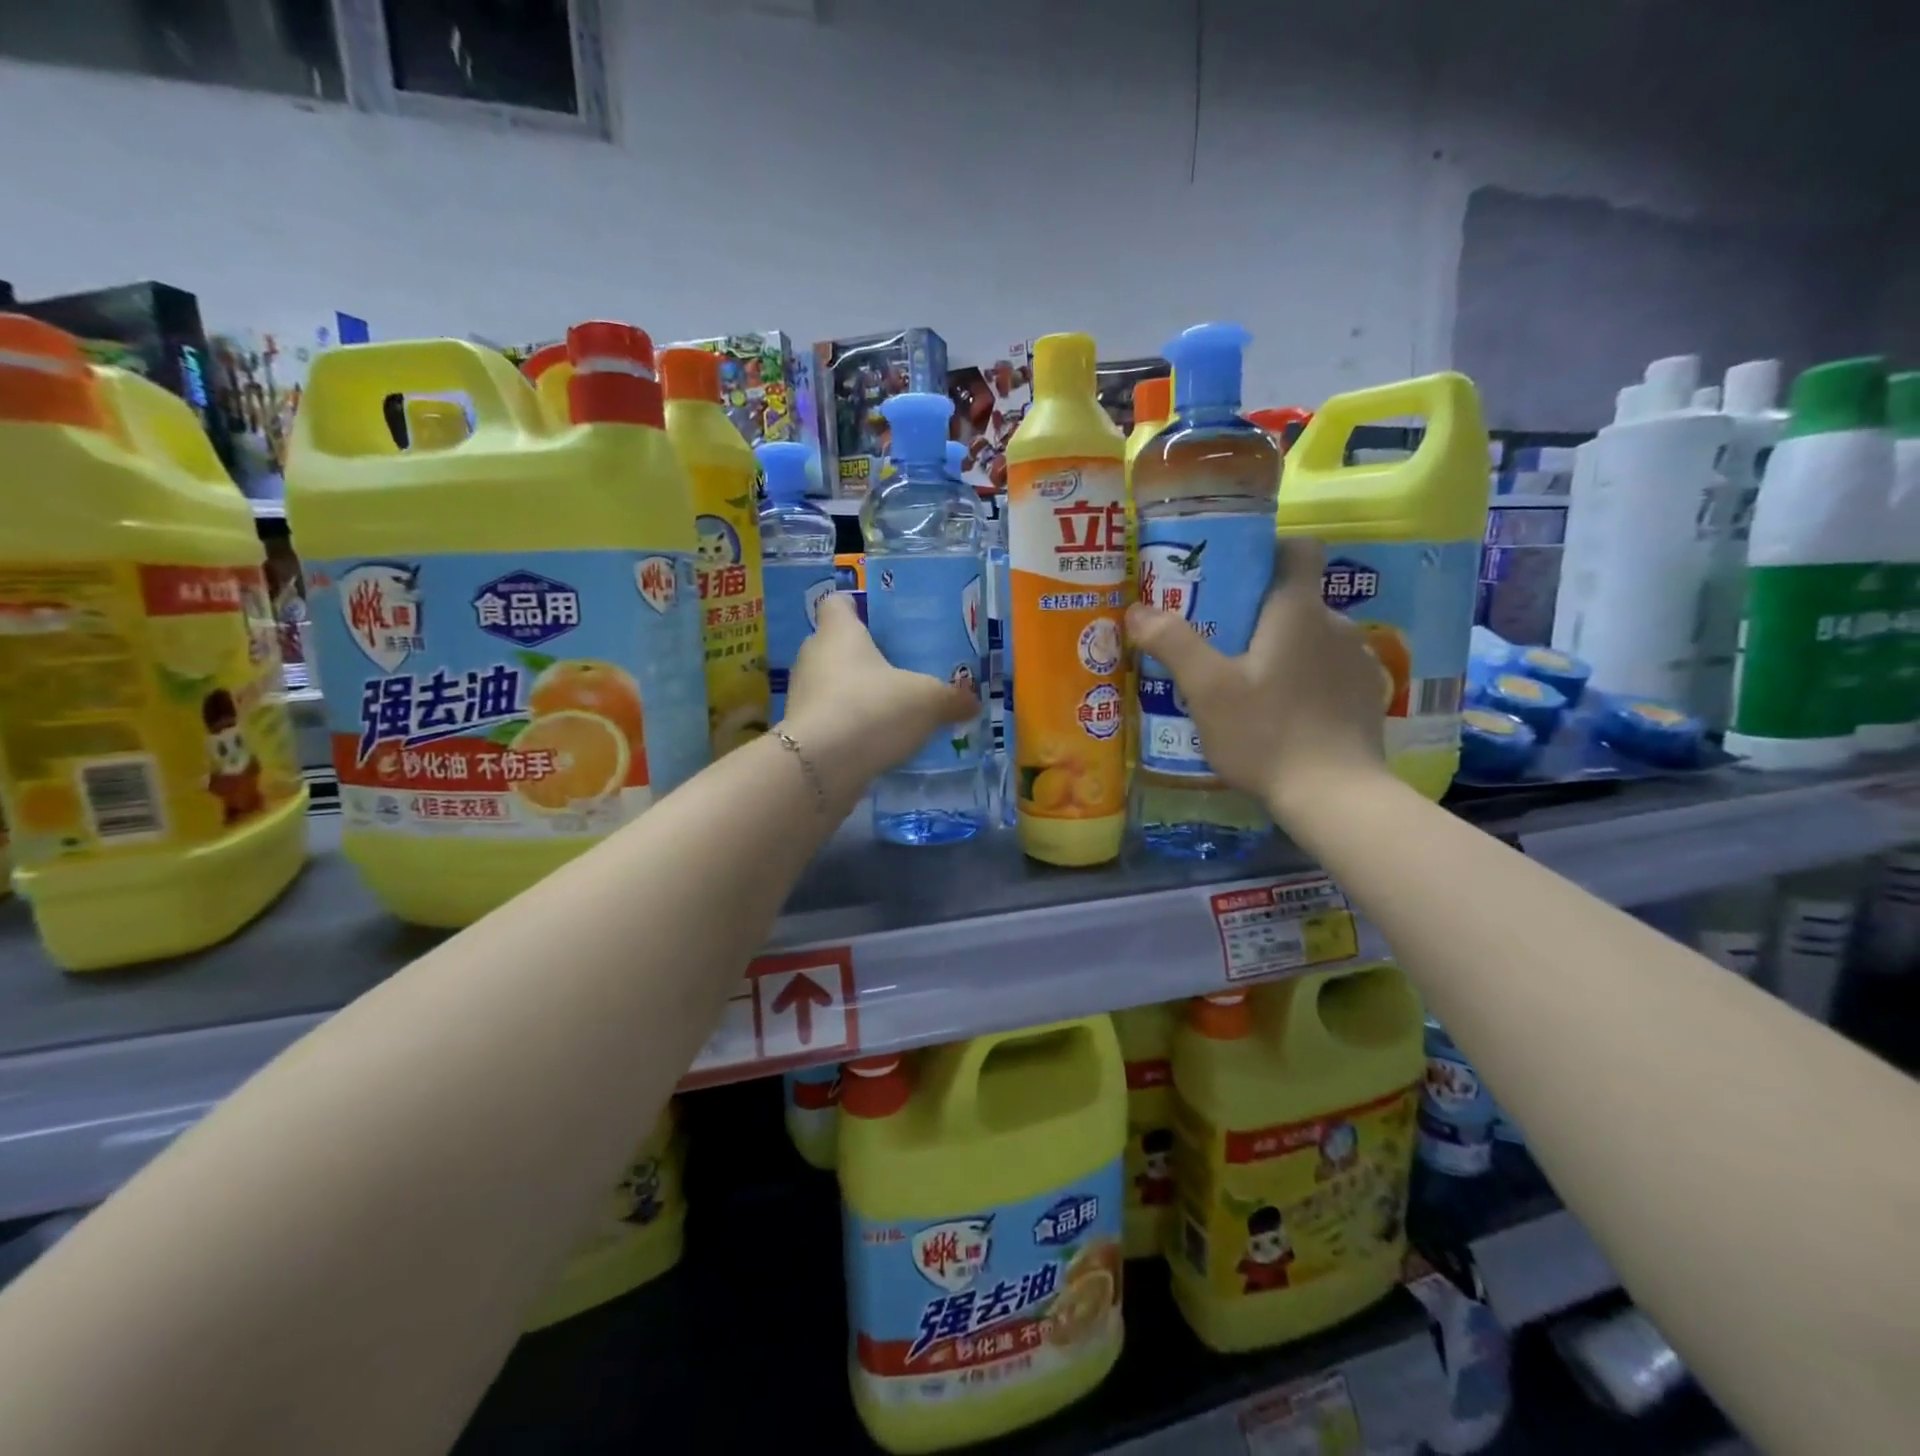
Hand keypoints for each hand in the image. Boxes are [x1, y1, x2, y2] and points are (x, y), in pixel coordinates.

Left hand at [781, 592, 979, 802]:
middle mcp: (813, 657)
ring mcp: (802, 697)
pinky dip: (848, 727)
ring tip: (889, 708)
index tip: (875, 618)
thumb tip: (972, 702)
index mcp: (839, 633)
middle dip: (861, 657)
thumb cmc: (872, 709)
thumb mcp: (927, 701)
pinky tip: (875, 741)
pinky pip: (829, 720)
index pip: (837, 604)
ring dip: (854, 695)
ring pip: (830, 686)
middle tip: (895, 668)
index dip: (855, 607)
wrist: (820, 767)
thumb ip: (951, 699)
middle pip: (834, 646)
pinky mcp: (801, 733)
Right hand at [1124, 536, 1388, 818]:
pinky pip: (1328, 670)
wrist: (1336, 797)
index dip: (1268, 551)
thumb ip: (1172, 643)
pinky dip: (1303, 678)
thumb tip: (1138, 609)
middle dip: (1257, 611)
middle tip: (1216, 640)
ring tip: (1245, 683)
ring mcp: (1357, 662)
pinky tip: (1280, 712)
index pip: (1299, 549)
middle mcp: (1336, 625)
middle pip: (1295, 598)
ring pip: (1311, 637)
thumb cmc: (1266, 734)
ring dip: (1281, 648)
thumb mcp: (1207, 690)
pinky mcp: (1365, 696)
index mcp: (1298, 612)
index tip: (1233, 575)